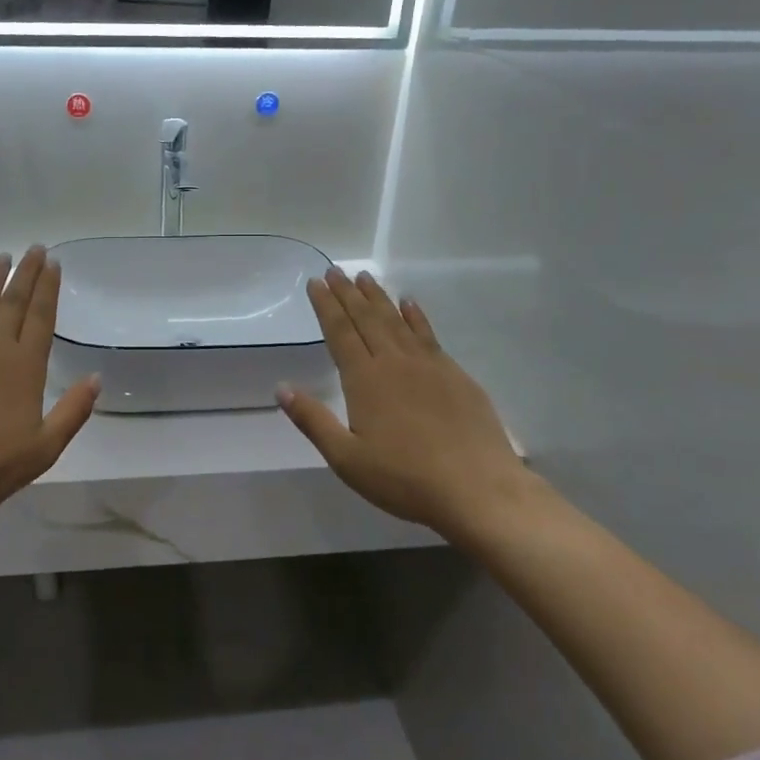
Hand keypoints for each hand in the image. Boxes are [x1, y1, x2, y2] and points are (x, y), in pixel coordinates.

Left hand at [0, 248, 99, 522]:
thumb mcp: (44, 448)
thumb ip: (73, 411)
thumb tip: (97, 378)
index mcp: (24, 367)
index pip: (41, 317)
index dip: (48, 288)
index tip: (53, 263)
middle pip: (14, 302)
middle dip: (26, 272)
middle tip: (35, 248)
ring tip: (4, 256)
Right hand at [279, 269, 533, 537]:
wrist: (477, 488)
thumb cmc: (405, 478)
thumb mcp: (347, 458)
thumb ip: (313, 420)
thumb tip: (281, 388)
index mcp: (364, 379)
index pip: (340, 332)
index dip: (326, 306)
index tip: (315, 282)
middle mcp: (394, 362)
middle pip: (366, 318)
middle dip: (348, 293)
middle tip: (335, 270)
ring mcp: (429, 365)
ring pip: (396, 320)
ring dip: (378, 297)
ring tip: (365, 277)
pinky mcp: (455, 375)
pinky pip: (429, 334)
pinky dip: (416, 316)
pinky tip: (410, 304)